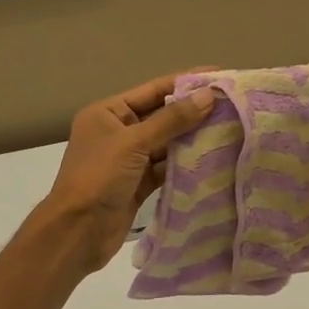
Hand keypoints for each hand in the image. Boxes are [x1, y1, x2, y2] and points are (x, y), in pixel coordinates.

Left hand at [26, 72, 218, 275]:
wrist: (77, 233)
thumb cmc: (98, 178)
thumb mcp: (134, 143)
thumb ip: (172, 119)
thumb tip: (208, 95)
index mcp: (108, 113)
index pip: (153, 90)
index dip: (186, 82)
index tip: (219, 75)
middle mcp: (118, 131)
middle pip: (162, 115)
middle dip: (194, 110)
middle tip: (231, 104)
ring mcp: (129, 159)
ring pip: (167, 142)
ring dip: (193, 137)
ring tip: (229, 128)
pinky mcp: (139, 183)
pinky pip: (167, 166)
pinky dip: (186, 163)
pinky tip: (212, 158)